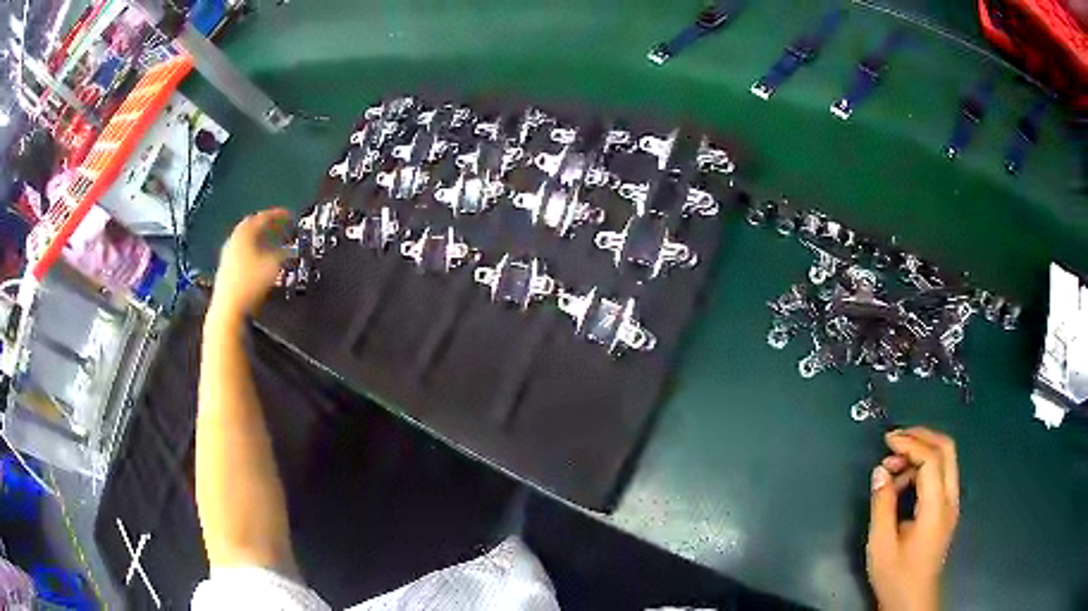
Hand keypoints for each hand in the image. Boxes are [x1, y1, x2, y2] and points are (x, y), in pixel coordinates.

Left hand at [210, 208, 290, 317]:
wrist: (229, 308)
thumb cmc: (251, 283)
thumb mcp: (274, 266)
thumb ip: (284, 254)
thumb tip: (291, 250)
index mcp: (245, 232)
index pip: (264, 217)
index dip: (279, 215)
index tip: (291, 216)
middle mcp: (234, 239)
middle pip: (252, 226)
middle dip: (267, 225)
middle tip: (280, 227)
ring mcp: (228, 254)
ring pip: (246, 240)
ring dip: (260, 239)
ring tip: (272, 244)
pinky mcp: (226, 268)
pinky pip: (242, 252)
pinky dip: (253, 251)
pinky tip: (260, 260)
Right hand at [867, 428, 959, 610]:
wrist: (913, 601)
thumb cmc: (896, 577)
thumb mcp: (881, 545)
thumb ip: (882, 505)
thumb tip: (880, 471)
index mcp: (936, 507)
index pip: (931, 459)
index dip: (910, 444)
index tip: (887, 440)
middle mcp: (950, 498)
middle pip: (946, 449)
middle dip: (921, 437)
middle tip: (895, 439)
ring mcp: (952, 503)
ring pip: (945, 459)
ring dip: (921, 453)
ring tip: (892, 467)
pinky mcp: (947, 509)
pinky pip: (940, 475)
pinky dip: (923, 468)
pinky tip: (902, 483)